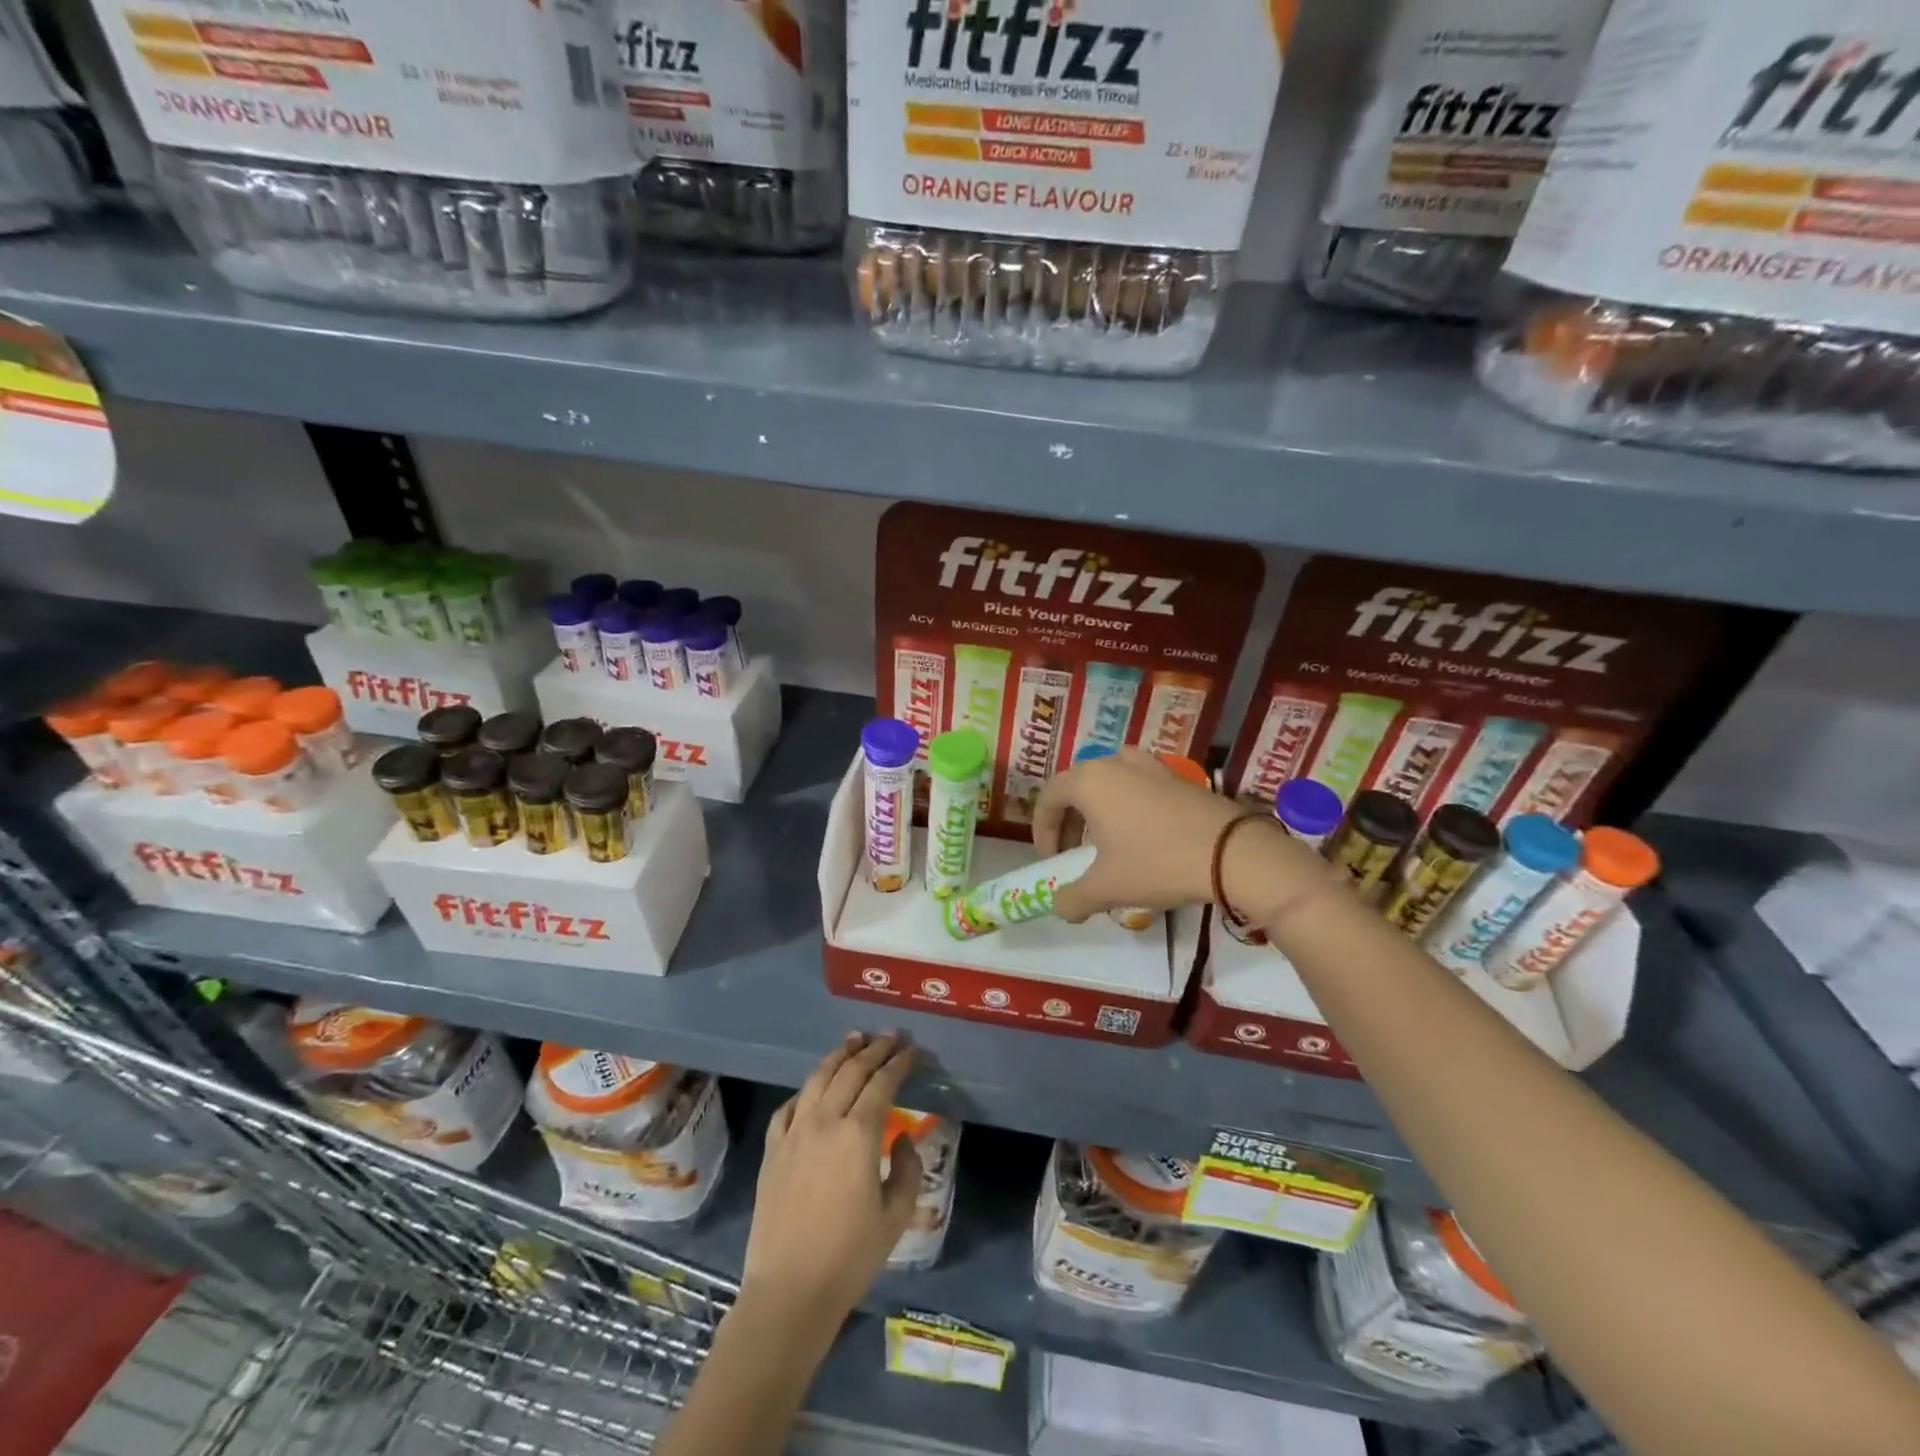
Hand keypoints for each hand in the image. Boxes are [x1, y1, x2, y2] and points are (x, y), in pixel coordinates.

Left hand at [743, 1033, 921, 1325]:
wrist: (789, 1292)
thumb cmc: (849, 1257)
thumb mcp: (896, 1217)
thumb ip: (907, 1169)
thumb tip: (901, 1137)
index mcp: (859, 1134)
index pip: (883, 1083)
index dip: (900, 1063)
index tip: (912, 1051)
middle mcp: (825, 1121)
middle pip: (851, 1071)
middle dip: (874, 1050)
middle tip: (890, 1037)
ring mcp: (794, 1132)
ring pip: (818, 1078)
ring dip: (839, 1055)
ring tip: (854, 1040)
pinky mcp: (773, 1150)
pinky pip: (789, 1107)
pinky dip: (806, 1090)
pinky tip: (813, 1088)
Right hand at [1032, 748, 1325, 924]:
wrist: (1232, 852)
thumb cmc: (1156, 863)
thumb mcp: (1106, 888)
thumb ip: (1072, 898)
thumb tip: (1060, 906)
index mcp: (1088, 780)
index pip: (1048, 798)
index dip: (1041, 831)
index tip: (1051, 861)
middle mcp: (1115, 763)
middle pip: (1076, 786)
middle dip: (1068, 821)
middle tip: (1073, 853)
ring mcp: (1150, 765)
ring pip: (1108, 783)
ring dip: (1098, 811)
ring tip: (1106, 843)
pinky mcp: (1177, 777)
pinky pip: (1137, 786)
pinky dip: (1127, 807)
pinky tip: (1142, 838)